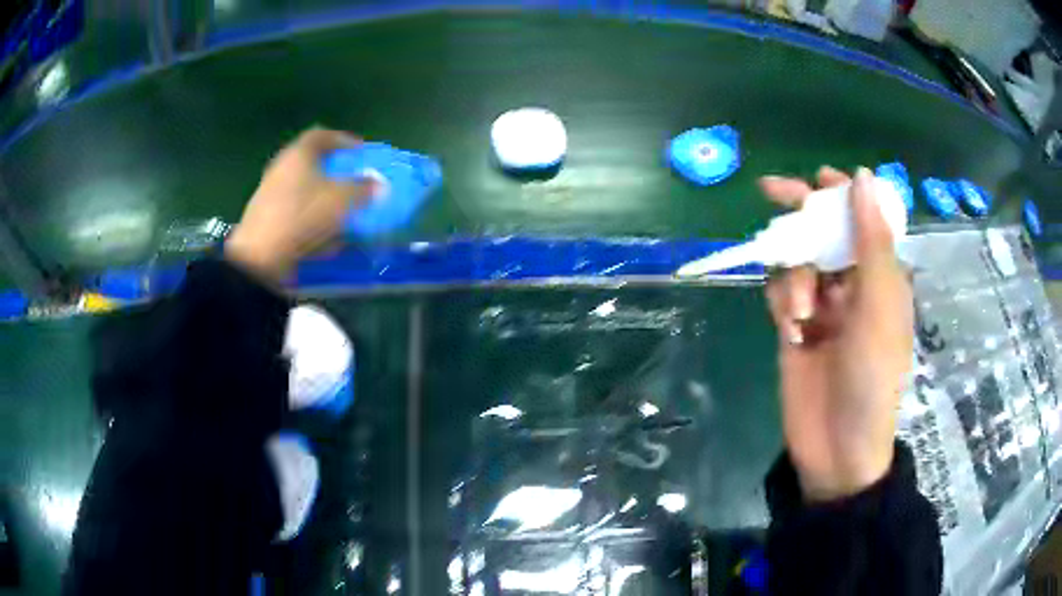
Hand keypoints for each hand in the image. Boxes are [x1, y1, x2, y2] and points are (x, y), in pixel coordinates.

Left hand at [225, 127, 373, 283]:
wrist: (260, 257)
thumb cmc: (303, 216)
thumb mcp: (342, 200)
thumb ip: (363, 189)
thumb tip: (377, 184)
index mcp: (299, 154)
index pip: (322, 135)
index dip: (344, 140)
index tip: (360, 152)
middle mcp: (282, 168)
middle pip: (311, 163)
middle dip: (334, 173)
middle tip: (352, 183)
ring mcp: (270, 194)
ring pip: (303, 189)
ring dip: (323, 199)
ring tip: (342, 214)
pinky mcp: (266, 219)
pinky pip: (295, 212)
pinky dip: (311, 219)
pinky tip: (325, 239)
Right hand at [761, 166, 912, 501]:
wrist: (837, 447)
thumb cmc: (872, 377)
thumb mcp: (879, 305)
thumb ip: (870, 241)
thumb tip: (862, 176)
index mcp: (881, 277)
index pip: (863, 221)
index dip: (843, 195)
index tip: (818, 178)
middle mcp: (852, 286)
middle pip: (824, 233)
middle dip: (802, 214)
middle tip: (771, 190)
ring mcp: (823, 307)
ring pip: (799, 262)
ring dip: (795, 277)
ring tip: (801, 314)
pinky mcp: (795, 328)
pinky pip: (781, 294)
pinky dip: (782, 302)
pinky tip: (791, 329)